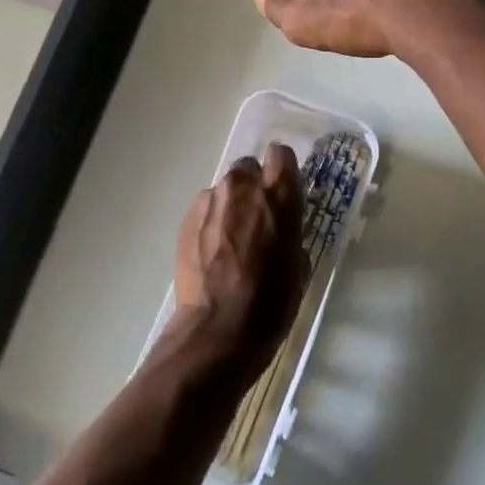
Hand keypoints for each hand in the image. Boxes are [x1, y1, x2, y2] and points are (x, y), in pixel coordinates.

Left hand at [171, 143, 304, 384]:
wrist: (218, 329)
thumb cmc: (272, 301)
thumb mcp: (298, 262)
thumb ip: (289, 228)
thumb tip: (281, 224)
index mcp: (278, 195)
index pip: (281, 155)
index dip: (282, 170)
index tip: (283, 188)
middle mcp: (242, 187)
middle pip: (248, 167)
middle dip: (253, 186)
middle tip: (256, 217)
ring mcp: (210, 202)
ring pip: (224, 190)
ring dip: (230, 205)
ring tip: (230, 240)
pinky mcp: (186, 219)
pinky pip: (205, 210)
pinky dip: (211, 223)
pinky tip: (212, 253)